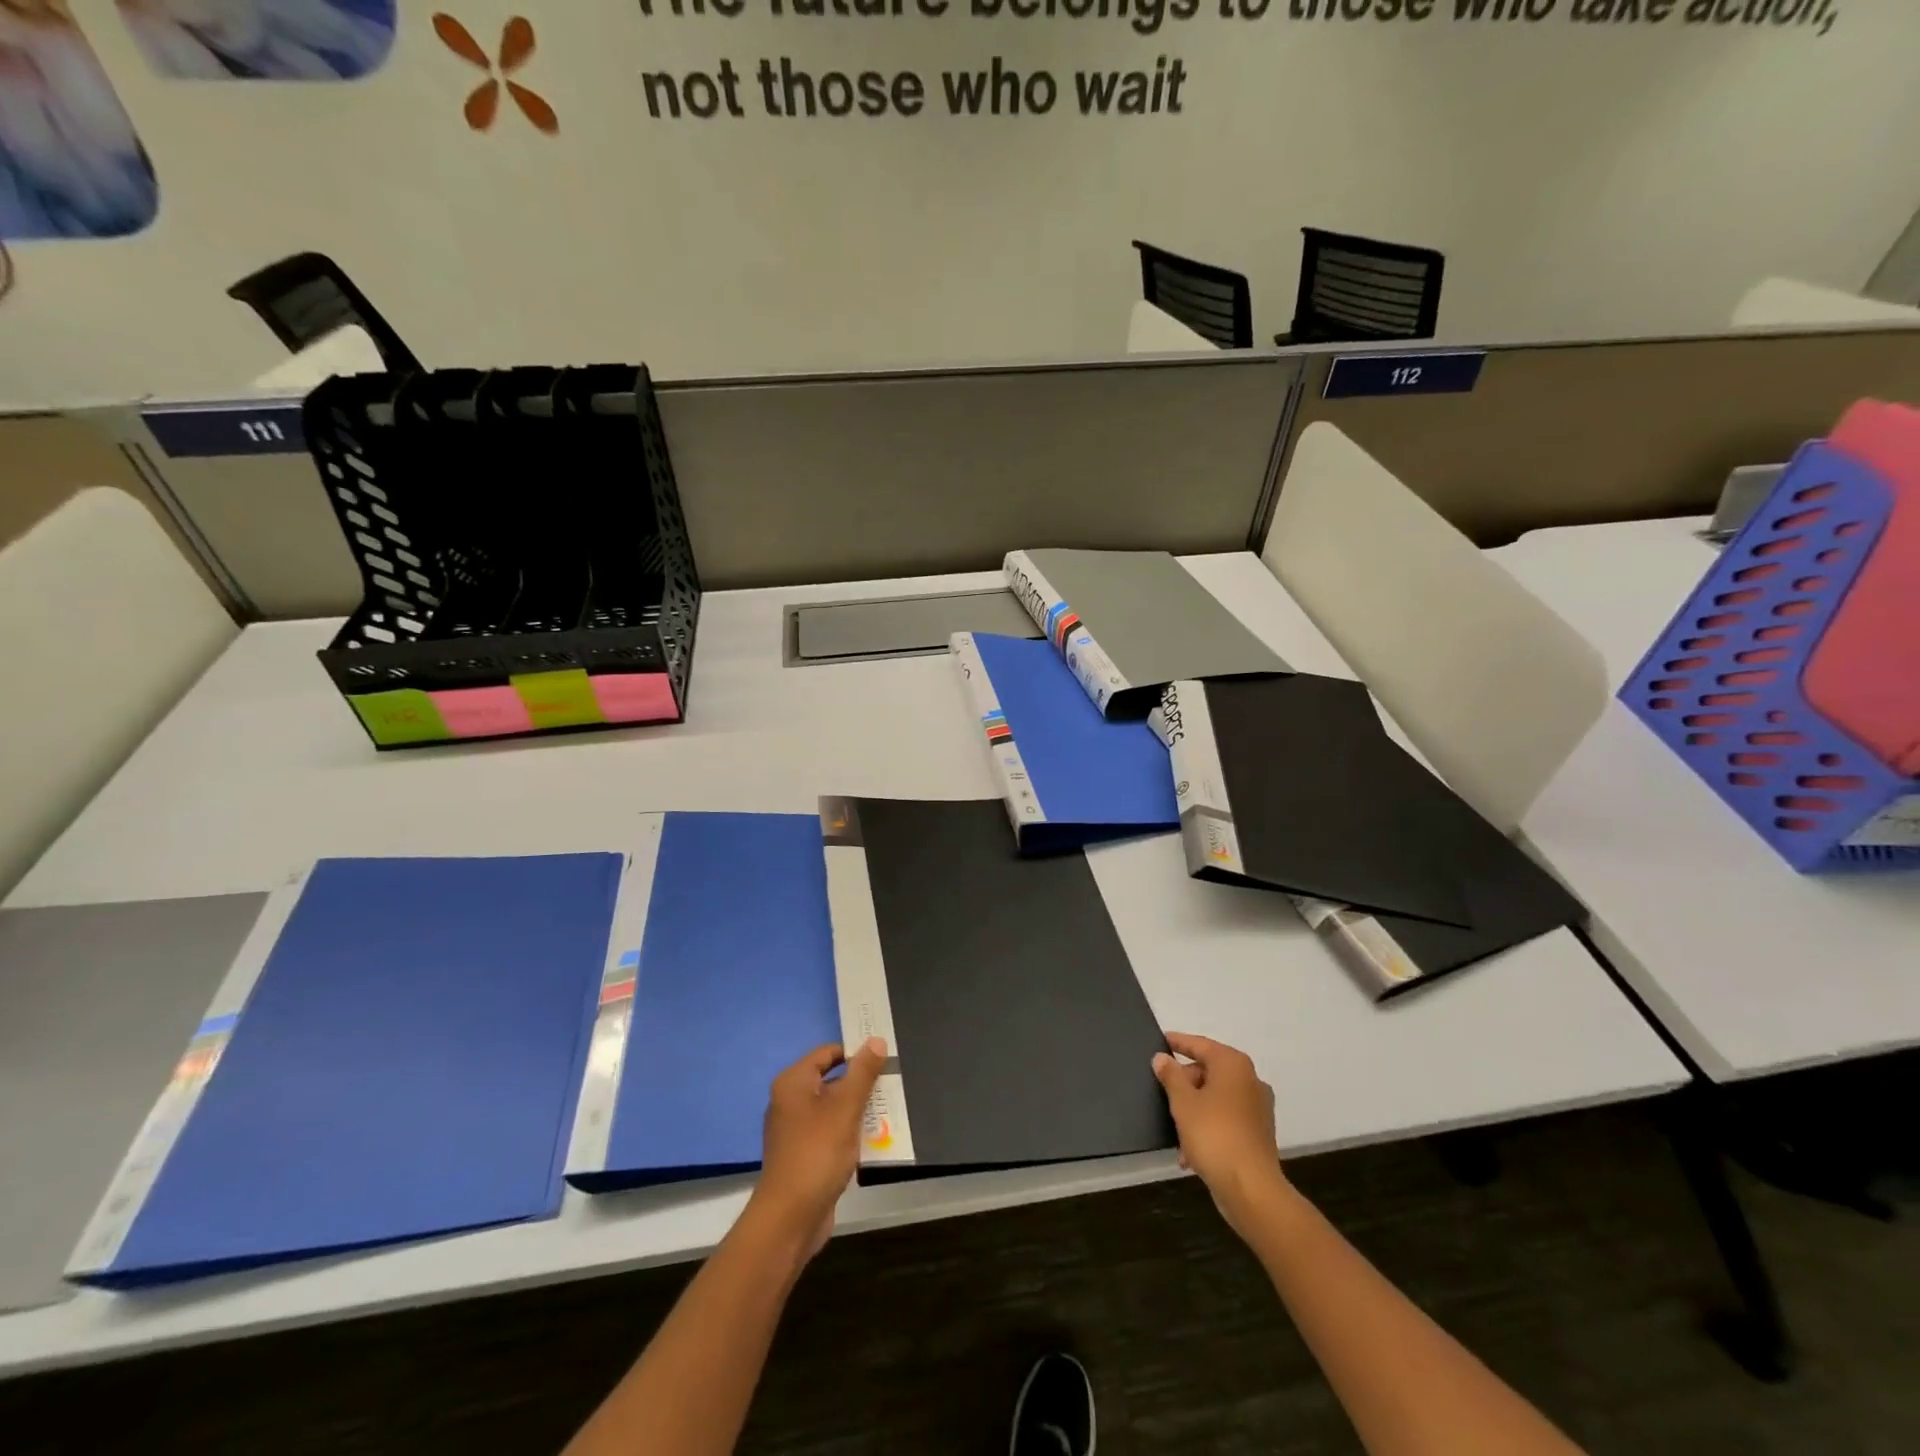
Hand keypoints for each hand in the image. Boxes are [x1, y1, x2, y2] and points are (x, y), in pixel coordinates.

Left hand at [746, 1038, 886, 1261]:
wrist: (790, 1218)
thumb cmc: (817, 1152)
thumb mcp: (846, 1107)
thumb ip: (863, 1072)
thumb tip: (876, 1040)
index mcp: (794, 1083)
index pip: (827, 1053)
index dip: (855, 1053)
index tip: (884, 1059)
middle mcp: (790, 1101)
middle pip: (831, 1080)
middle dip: (861, 1083)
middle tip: (892, 1084)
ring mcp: (796, 1130)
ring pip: (834, 1109)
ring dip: (859, 1110)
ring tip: (889, 1110)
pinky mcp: (804, 1155)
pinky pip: (831, 1133)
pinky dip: (850, 1133)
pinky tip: (874, 1139)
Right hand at [1153, 1033, 1286, 1236]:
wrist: (1251, 1189)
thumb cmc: (1213, 1135)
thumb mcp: (1183, 1102)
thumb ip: (1171, 1076)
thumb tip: (1162, 1058)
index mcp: (1233, 1065)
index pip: (1201, 1045)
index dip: (1179, 1042)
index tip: (1162, 1039)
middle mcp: (1250, 1080)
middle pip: (1209, 1072)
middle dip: (1185, 1084)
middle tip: (1164, 1094)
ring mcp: (1258, 1108)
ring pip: (1217, 1098)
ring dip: (1195, 1110)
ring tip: (1175, 1131)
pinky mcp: (1259, 1133)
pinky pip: (1227, 1120)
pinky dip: (1208, 1127)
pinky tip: (1190, 1152)